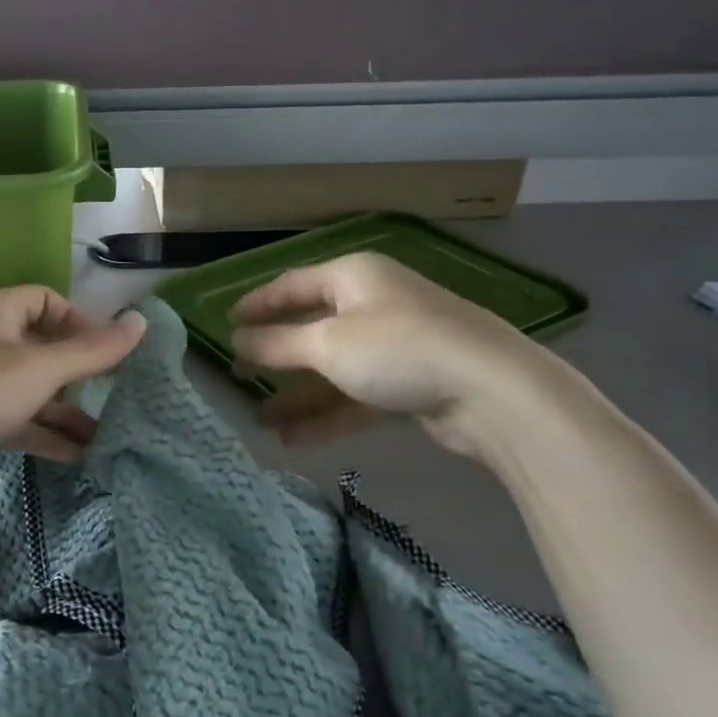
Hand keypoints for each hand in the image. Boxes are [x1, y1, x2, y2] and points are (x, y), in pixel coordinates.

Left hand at [0, 288, 145, 495]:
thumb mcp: (39, 370)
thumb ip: (93, 351)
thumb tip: (142, 322)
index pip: (48, 301)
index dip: (81, 323)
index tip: (110, 353)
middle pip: (42, 347)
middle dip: (78, 372)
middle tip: (113, 396)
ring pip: (30, 388)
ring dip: (65, 409)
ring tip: (106, 435)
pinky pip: (14, 417)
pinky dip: (42, 432)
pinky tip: (75, 455)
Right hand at [228, 252, 546, 451]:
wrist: (492, 392)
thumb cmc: (398, 349)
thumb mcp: (328, 344)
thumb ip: (277, 343)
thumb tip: (236, 340)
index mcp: (352, 277)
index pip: (291, 285)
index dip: (257, 304)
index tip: (225, 324)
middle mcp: (372, 304)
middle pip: (311, 328)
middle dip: (275, 357)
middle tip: (239, 375)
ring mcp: (393, 345)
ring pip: (332, 368)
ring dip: (298, 394)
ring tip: (260, 421)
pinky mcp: (409, 383)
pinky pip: (355, 394)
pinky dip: (327, 414)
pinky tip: (295, 439)